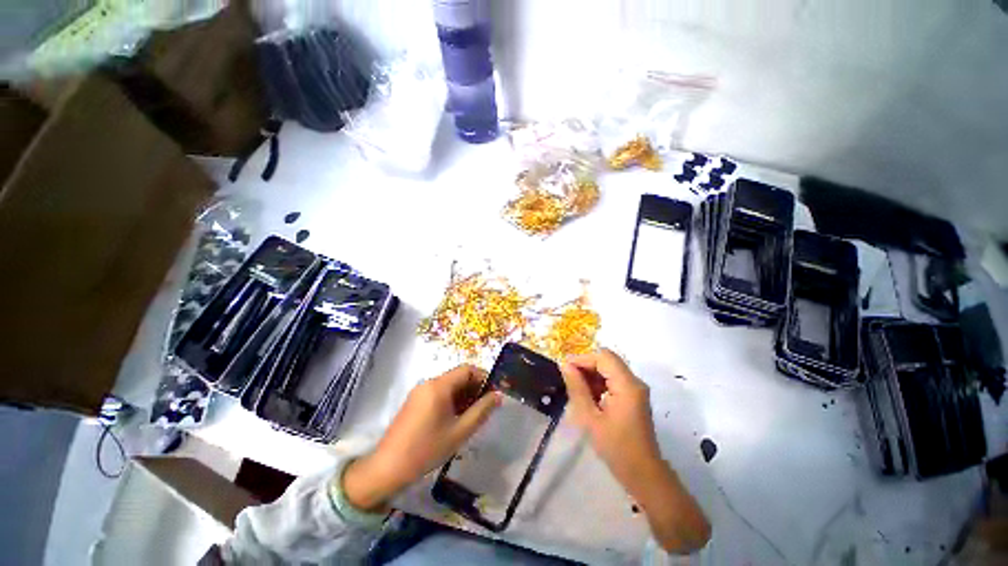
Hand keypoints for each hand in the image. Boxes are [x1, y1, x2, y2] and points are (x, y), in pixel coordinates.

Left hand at [343, 365, 500, 510]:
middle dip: (475, 388)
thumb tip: (498, 396)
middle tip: (486, 408)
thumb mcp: (459, 432)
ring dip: (464, 395)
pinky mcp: (414, 402)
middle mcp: (428, 383)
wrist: (387, 469)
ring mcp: (419, 392)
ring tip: (473, 416)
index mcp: (439, 386)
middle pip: (458, 376)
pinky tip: (456, 419)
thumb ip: (481, 411)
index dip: (484, 377)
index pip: (467, 369)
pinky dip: (451, 401)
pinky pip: (439, 393)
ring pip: (449, 386)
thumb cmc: (426, 449)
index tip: (494, 394)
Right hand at [561, 349, 711, 552]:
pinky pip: (613, 380)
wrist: (643, 474)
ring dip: (592, 375)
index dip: (583, 359)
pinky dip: (599, 383)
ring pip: (609, 369)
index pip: (603, 357)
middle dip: (586, 366)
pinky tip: (588, 397)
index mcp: (627, 385)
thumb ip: (577, 389)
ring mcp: (635, 389)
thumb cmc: (616, 448)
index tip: (565, 369)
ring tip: (576, 390)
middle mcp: (634, 382)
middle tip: (568, 379)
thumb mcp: (591, 418)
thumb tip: (565, 365)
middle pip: (607, 361)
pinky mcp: (633, 397)